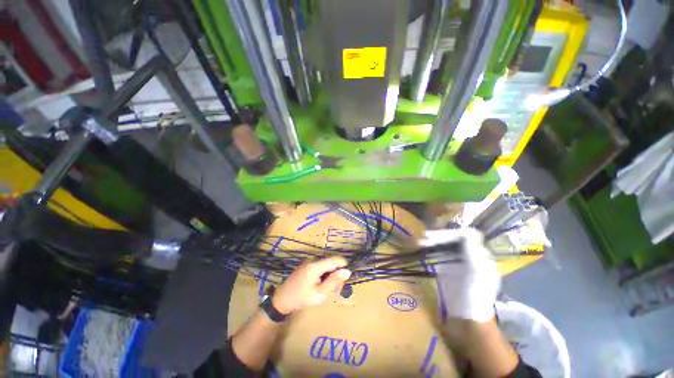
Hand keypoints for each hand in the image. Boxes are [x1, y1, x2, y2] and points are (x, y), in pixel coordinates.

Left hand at [272, 256, 351, 314]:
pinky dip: (324, 276)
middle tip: (333, 291)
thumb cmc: (301, 298)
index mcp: (316, 265)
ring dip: (330, 277)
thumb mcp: (320, 294)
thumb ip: (334, 282)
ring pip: (328, 266)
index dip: (343, 268)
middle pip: (333, 263)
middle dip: (336, 276)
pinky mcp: (308, 265)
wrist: (282, 299)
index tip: (343, 282)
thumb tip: (347, 271)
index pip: (337, 260)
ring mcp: (310, 262)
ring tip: (325, 290)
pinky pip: (321, 267)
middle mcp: (314, 260)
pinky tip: (320, 286)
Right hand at [421, 227, 499, 321]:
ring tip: (420, 243)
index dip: (451, 233)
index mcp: (480, 257)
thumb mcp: (477, 272)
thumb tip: (469, 232)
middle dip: (439, 237)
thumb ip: (473, 251)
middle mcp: (470, 257)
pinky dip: (430, 251)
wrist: (467, 320)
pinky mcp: (448, 270)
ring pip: (445, 246)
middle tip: (423, 239)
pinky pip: (439, 255)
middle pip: (454, 240)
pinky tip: (422, 250)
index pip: (466, 236)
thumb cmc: (475, 296)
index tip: (436, 235)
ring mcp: (458, 264)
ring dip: (433, 243)